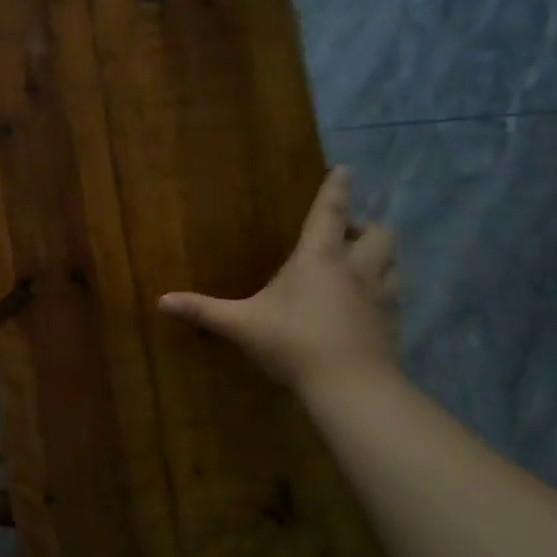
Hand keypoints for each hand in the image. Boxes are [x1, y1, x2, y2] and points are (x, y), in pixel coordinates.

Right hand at [159, 167, 399, 391]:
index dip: (337, 189)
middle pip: (378, 234)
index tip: (346, 168)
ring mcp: (379, 297)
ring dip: (380, 256)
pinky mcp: (391, 323)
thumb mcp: (241, 325)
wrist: (352, 387)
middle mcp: (355, 270)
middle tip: (347, 233)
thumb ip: (203, 310)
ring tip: (362, 263)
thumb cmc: (293, 344)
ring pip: (393, 262)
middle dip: (365, 227)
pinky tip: (368, 304)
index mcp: (319, 259)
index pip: (329, 213)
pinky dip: (384, 290)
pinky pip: (394, 295)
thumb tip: (161, 300)